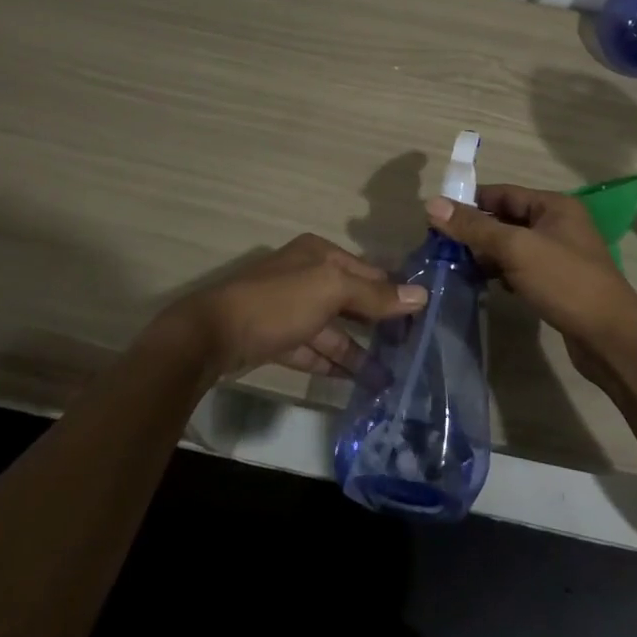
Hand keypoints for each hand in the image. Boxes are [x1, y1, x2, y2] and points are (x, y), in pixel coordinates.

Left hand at [157, 234, 425, 380]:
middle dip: (379, 324)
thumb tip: (421, 295)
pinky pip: (313, 349)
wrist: (212, 335)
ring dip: (358, 350)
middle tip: (412, 350)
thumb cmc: (279, 302)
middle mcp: (306, 275)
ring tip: (389, 377)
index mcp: (319, 254)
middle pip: (351, 300)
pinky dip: (332, 363)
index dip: (394, 292)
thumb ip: (375, 295)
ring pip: (333, 329)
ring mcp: (289, 309)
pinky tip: (355, 382)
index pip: (368, 271)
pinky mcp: (276, 339)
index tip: (424, 317)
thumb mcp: (331, 290)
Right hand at [425, 185, 636, 381]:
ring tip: (456, 265)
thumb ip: (474, 227)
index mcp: (553, 206)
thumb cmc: (564, 281)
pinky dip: (502, 273)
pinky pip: (522, 268)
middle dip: (476, 231)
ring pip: (513, 246)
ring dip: (487, 254)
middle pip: (506, 219)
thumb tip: (431, 203)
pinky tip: (485, 285)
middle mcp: (558, 224)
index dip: (470, 202)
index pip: (503, 193)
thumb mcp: (515, 248)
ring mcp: (559, 254)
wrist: (611, 337)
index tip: (437, 216)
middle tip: (441, 245)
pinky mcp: (558, 282)